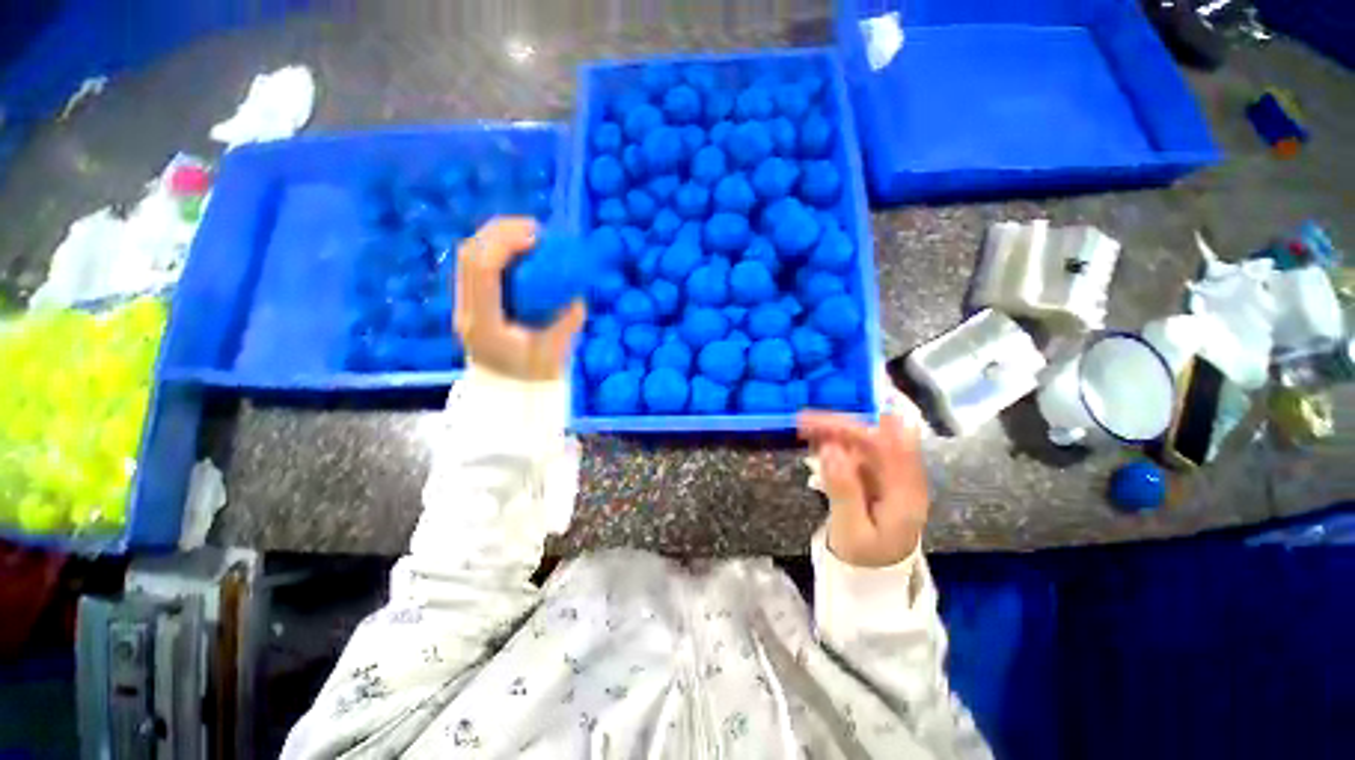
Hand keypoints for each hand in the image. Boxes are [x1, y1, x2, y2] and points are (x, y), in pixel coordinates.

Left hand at [454, 217, 585, 380]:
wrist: (511, 391)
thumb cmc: (535, 375)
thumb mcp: (557, 350)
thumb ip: (567, 320)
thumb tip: (576, 293)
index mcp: (484, 323)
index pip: (483, 269)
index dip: (506, 243)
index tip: (537, 236)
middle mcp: (466, 311)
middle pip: (469, 255)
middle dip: (500, 232)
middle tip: (534, 228)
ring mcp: (463, 306)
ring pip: (468, 257)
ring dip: (497, 239)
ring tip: (528, 236)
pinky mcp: (469, 303)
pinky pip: (477, 266)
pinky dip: (497, 251)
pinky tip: (520, 252)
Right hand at [798, 405, 929, 567]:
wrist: (876, 572)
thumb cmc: (864, 556)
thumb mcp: (851, 530)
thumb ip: (843, 490)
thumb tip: (830, 448)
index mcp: (905, 491)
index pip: (884, 444)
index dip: (851, 427)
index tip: (815, 422)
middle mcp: (903, 474)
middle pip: (875, 433)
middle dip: (839, 423)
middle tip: (802, 422)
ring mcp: (892, 470)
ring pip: (865, 436)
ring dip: (836, 428)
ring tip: (804, 428)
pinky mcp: (879, 471)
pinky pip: (859, 446)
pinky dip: (837, 439)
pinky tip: (817, 440)